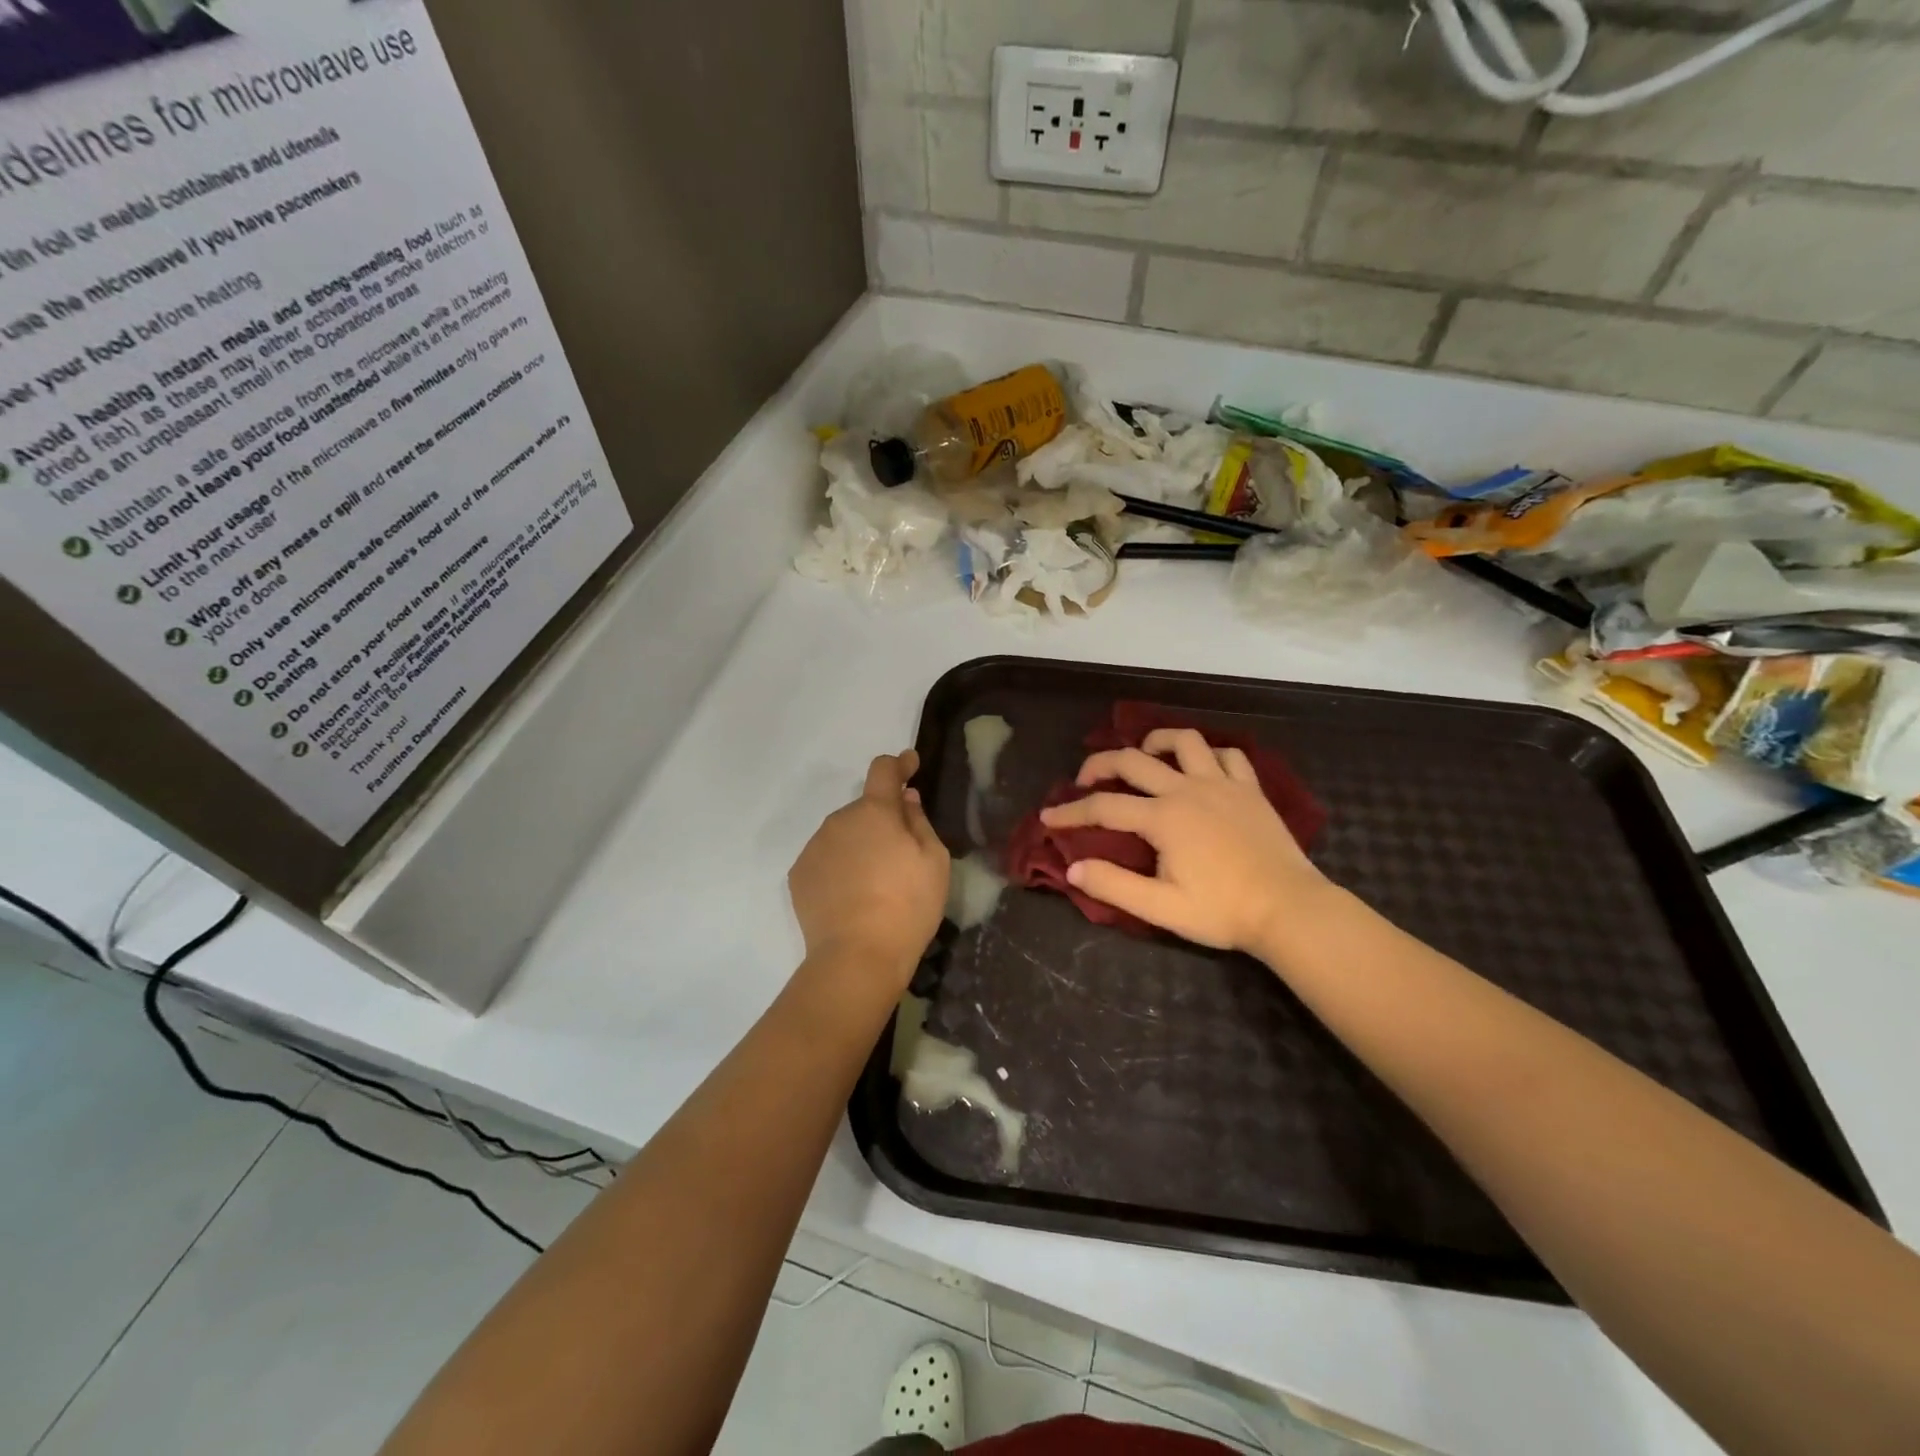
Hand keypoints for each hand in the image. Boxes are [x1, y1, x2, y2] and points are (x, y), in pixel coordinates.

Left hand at [789, 751, 950, 986]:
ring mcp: (815, 847)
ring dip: (859, 846)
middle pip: (864, 810)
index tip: (909, 764)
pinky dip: (840, 868)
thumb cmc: (908, 906)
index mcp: (875, 811)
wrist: (857, 957)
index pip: (884, 771)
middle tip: (900, 857)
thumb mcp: (933, 861)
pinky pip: (826, 859)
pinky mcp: (799, 875)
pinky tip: (852, 898)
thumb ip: (918, 822)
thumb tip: (905, 800)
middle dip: (881, 822)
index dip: (899, 764)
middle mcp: (839, 820)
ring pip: (843, 835)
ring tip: (875, 885)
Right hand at [1039, 728, 1330, 959]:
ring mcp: (1223, 784)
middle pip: (1133, 761)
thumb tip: (1073, 868)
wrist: (1290, 910)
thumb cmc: (1222, 912)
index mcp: (1163, 818)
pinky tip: (1200, 768)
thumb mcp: (1160, 908)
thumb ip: (1114, 885)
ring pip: (1184, 741)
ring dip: (1156, 742)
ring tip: (1143, 755)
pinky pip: (1228, 755)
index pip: (1103, 808)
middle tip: (1084, 779)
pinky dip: (1208, 755)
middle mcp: (1188, 789)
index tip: (1048, 817)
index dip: (1070, 812)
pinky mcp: (1250, 789)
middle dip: (1100, 764)